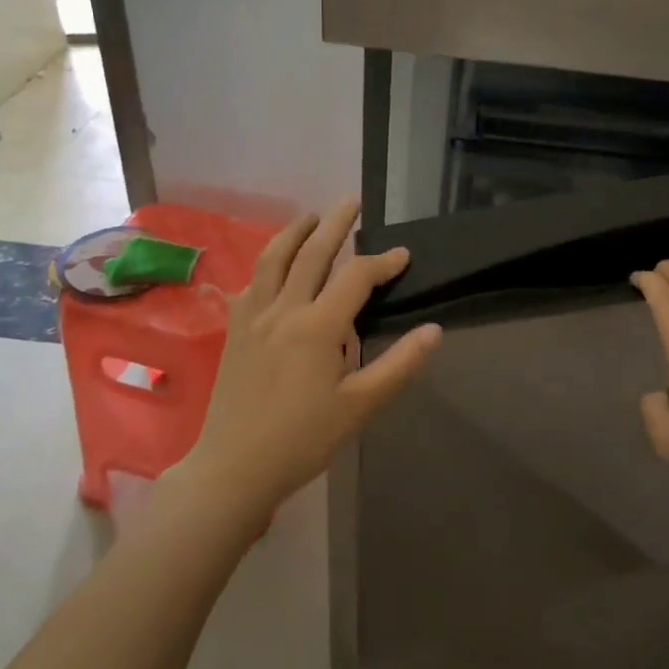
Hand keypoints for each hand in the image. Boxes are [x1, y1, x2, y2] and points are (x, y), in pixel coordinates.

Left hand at [179, 199, 441, 519]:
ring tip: (311, 217)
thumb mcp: (360, 407)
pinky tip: (272, 269)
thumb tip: (434, 331)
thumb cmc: (303, 440)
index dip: (382, 262)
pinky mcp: (235, 331)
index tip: (403, 254)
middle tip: (352, 201)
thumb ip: (399, 365)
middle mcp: (283, 310)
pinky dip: (266, 265)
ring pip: (273, 259)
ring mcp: (253, 317)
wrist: (234, 467)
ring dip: (294, 232)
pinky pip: (250, 284)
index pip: (355, 278)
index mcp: (317, 326)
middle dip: (336, 224)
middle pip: (312, 252)